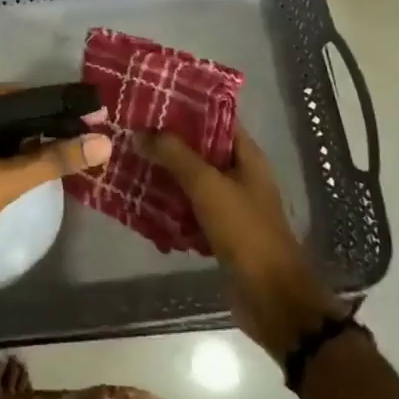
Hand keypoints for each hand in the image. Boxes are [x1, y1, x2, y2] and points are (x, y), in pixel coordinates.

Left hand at [0, 83, 112, 283]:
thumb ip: (47, 162)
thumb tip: (103, 143)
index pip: (7, 94)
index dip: (50, 106)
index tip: (90, 114)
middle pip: (0, 111)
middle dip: (40, 124)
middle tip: (87, 132)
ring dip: (25, 140)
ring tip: (71, 144)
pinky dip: (6, 154)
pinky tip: (35, 162)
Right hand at [144, 126, 344, 354]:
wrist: (271, 300)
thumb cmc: (246, 232)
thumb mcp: (208, 186)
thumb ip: (175, 155)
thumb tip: (141, 131)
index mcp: (247, 158)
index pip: (216, 118)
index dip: (187, 106)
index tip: (152, 98)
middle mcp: (239, 177)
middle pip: (199, 149)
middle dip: (167, 141)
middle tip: (130, 129)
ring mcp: (228, 206)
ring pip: (190, 180)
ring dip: (163, 173)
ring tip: (127, 159)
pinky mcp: (217, 233)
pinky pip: (186, 210)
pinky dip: (166, 205)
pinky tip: (137, 200)